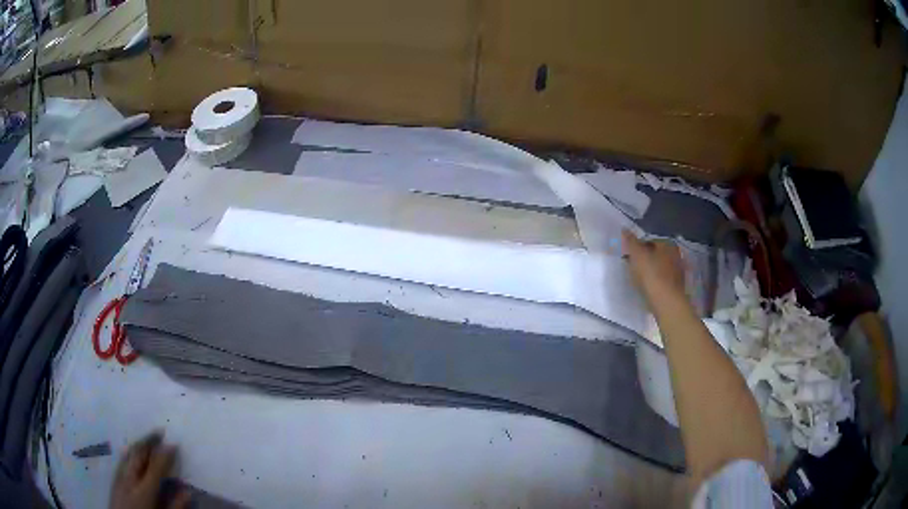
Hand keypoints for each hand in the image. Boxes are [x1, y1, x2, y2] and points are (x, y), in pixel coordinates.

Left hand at [109, 432, 189, 508]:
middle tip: (159, 432)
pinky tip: (131, 451)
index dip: (165, 454)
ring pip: (129, 454)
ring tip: (147, 439)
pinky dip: (129, 452)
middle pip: (139, 454)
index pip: (156, 466)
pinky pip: (122, 460)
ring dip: (139, 445)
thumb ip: (175, 506)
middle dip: (149, 441)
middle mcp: (130, 478)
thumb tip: (186, 491)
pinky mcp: (114, 479)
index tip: (173, 443)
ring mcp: (119, 477)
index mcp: (145, 490)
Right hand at [621, 230, 685, 302]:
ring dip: (651, 270)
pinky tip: (648, 288)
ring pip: (660, 267)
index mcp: (668, 244)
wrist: (666, 302)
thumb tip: (624, 228)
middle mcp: (676, 255)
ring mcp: (678, 271)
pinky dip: (656, 281)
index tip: (629, 256)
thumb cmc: (651, 275)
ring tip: (639, 279)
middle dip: (645, 259)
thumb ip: (630, 241)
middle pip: (656, 254)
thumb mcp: (636, 255)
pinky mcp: (677, 286)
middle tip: (633, 267)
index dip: (638, 247)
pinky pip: (663, 280)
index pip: (650, 241)